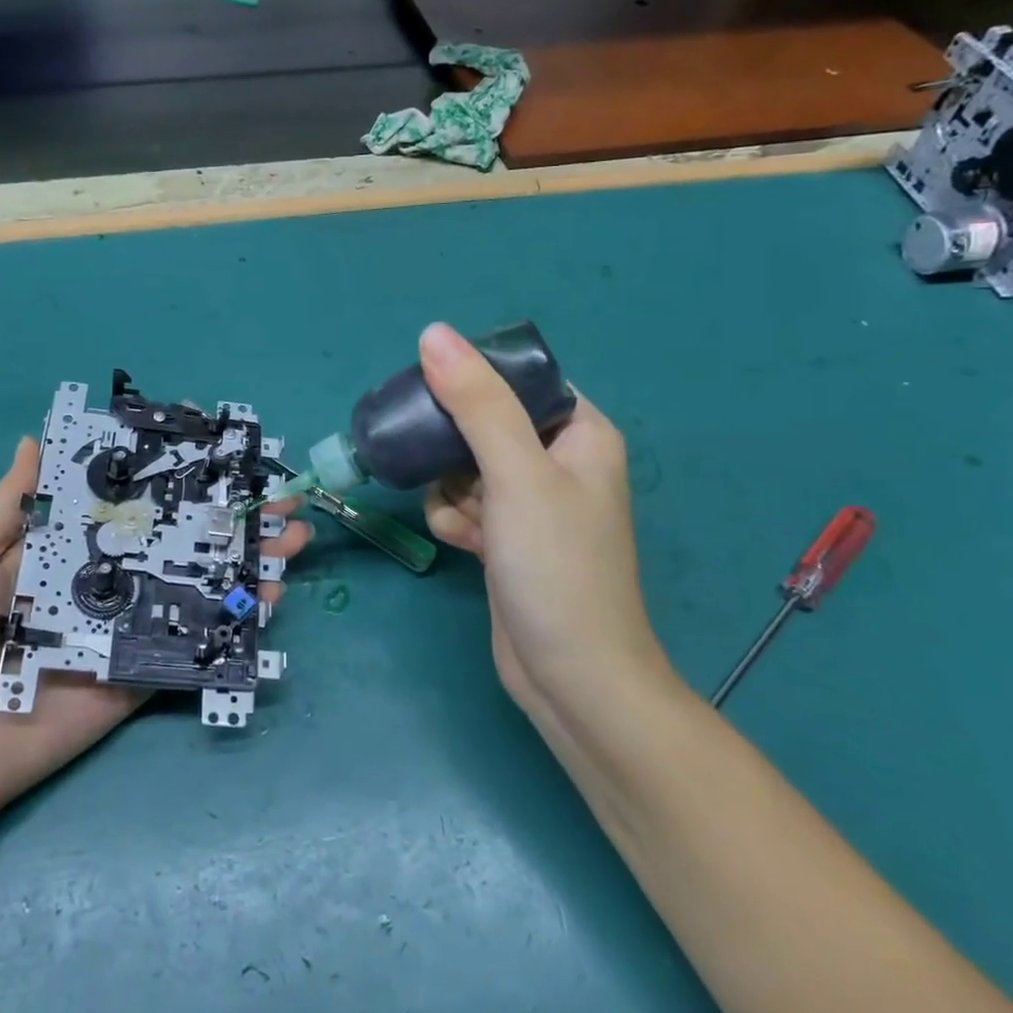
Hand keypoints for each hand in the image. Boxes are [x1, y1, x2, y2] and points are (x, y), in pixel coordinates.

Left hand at [0, 437, 311, 829]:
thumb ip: (7, 507)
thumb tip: (35, 439)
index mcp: (67, 552)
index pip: (129, 504)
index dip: (172, 479)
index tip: (217, 454)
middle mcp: (106, 584)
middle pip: (176, 542)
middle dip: (228, 518)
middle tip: (279, 498)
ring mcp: (128, 630)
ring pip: (196, 588)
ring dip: (246, 562)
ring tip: (293, 538)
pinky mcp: (140, 675)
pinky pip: (191, 644)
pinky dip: (233, 622)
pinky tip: (269, 597)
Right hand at [417, 324, 672, 736]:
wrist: (571, 678)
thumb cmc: (556, 566)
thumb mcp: (516, 474)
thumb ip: (475, 402)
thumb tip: (434, 333)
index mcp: (580, 432)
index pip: (517, 381)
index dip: (472, 383)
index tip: (432, 401)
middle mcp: (558, 461)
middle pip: (482, 422)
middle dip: (452, 448)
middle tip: (435, 464)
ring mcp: (531, 503)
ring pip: (464, 466)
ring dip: (450, 489)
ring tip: (465, 521)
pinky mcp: (507, 538)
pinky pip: (464, 504)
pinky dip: (455, 519)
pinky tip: (463, 544)